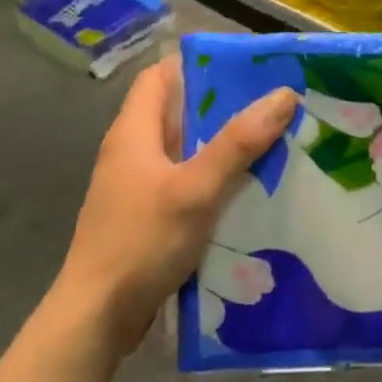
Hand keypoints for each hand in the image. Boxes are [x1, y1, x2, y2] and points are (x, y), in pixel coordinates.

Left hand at [49, 57, 296, 357]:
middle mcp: (134, 152)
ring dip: (225, 145)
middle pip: (180, 112)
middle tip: (276, 103)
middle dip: (225, 105)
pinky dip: (217, 178)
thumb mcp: (195, 189)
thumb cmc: (141, 242)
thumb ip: (237, 143)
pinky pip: (188, 182)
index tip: (246, 66)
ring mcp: (140, 186)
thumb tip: (284, 95)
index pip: (161, 76)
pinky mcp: (149, 216)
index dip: (198, 63)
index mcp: (134, 132)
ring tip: (276, 140)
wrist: (97, 318)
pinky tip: (252, 189)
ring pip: (188, 150)